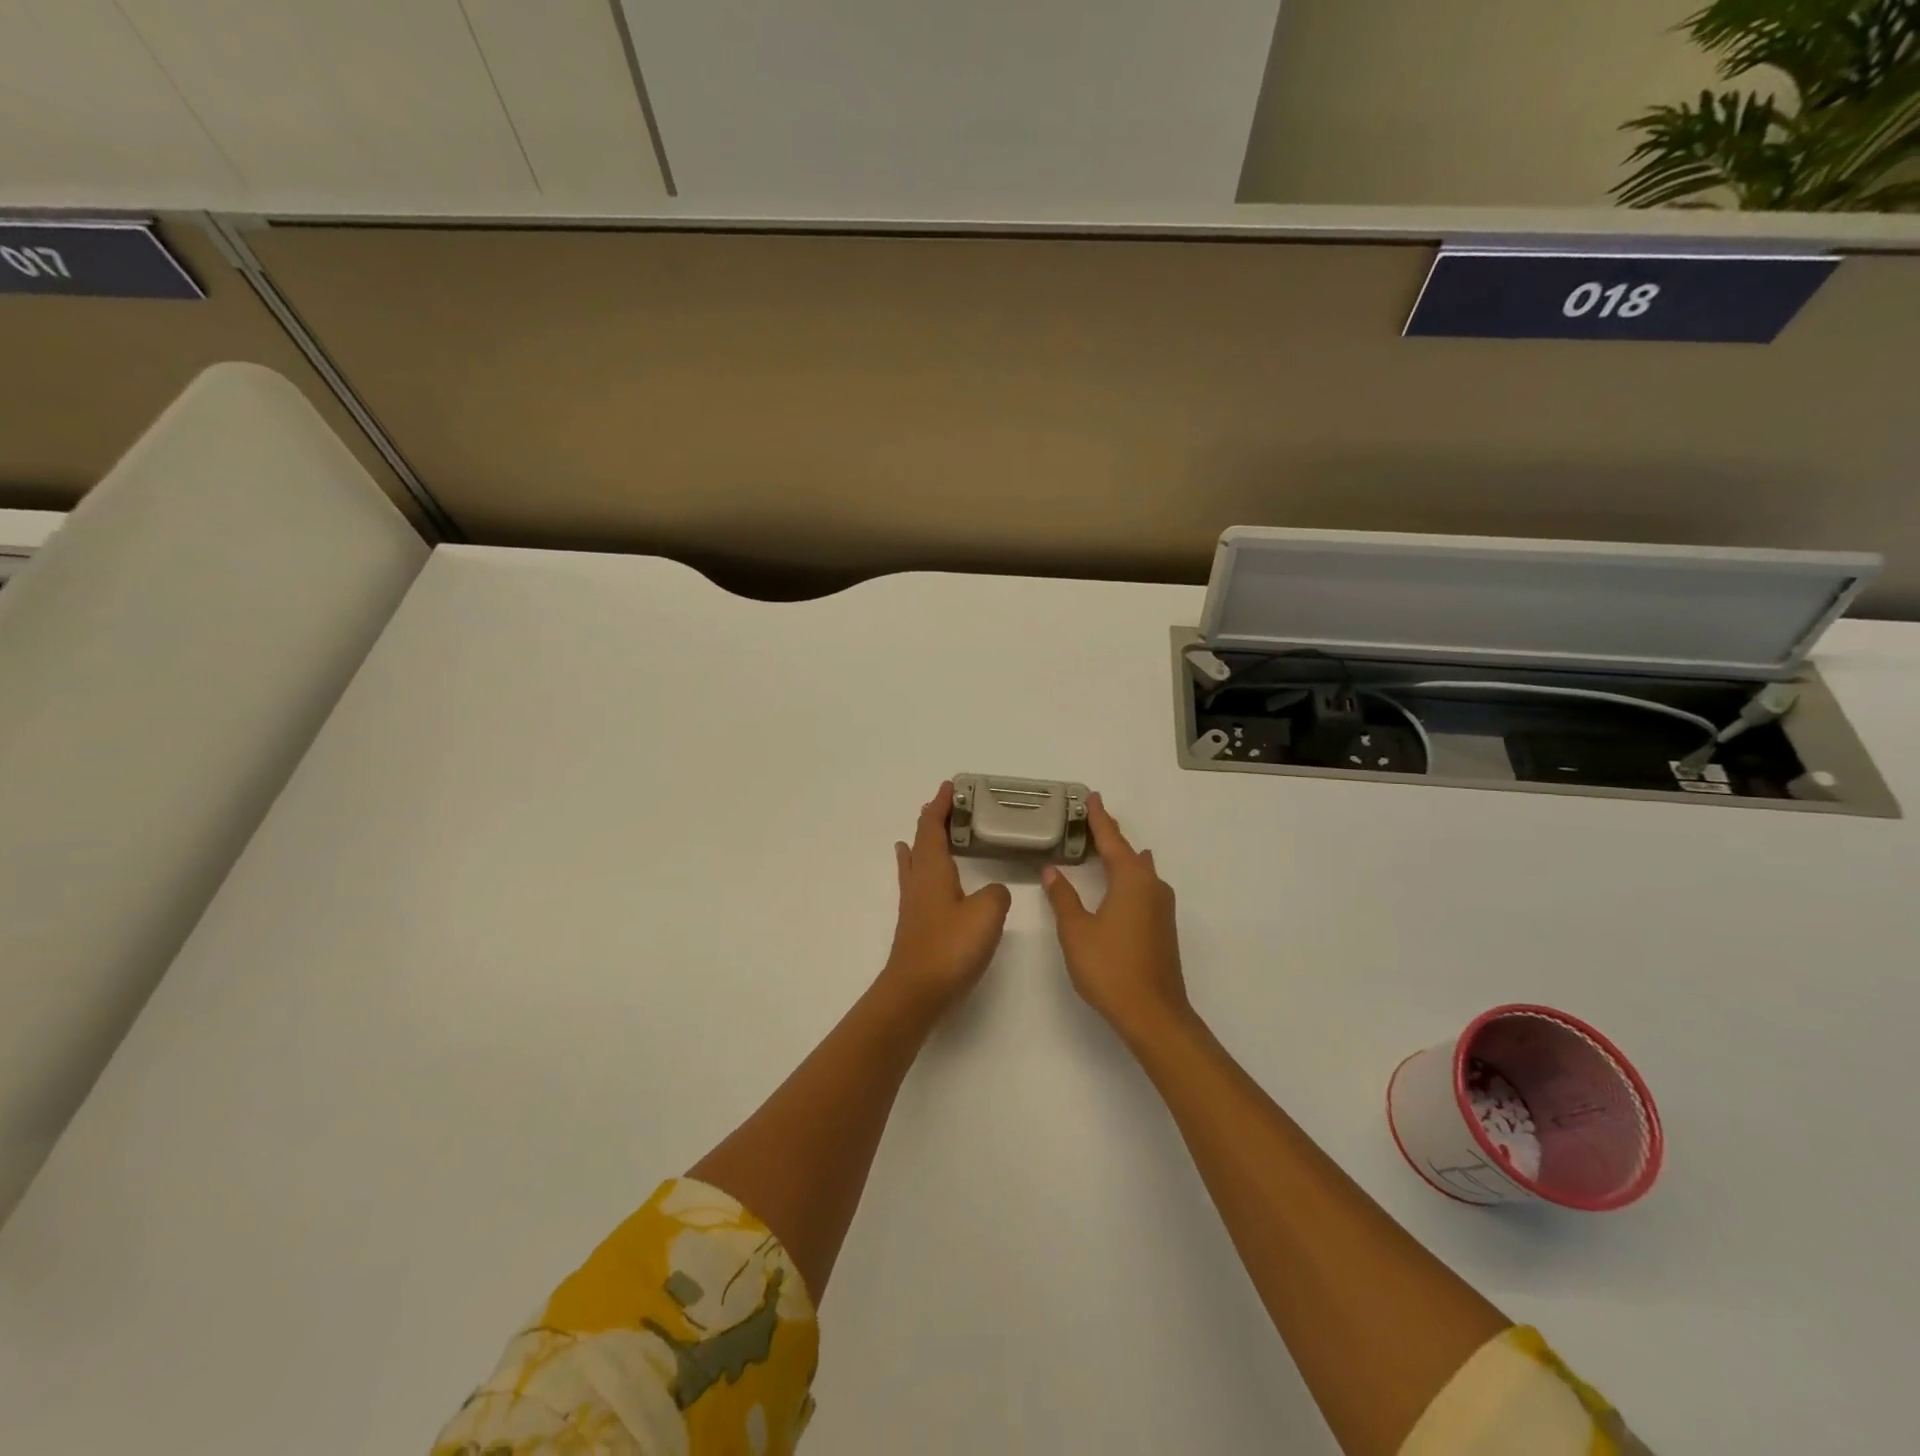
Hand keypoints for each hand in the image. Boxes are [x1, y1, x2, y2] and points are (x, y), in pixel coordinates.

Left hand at [880, 782, 1012, 1016]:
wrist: (916, 993)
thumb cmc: (949, 948)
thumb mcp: (986, 914)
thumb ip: (996, 895)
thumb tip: (994, 891)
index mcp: (933, 871)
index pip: (932, 828)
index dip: (940, 807)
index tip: (949, 788)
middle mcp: (919, 882)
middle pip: (921, 842)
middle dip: (932, 821)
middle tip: (947, 807)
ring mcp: (914, 905)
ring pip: (916, 862)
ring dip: (923, 844)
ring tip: (924, 833)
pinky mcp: (917, 926)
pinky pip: (918, 883)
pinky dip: (921, 869)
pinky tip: (925, 880)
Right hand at [1041, 794, 1191, 1046]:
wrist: (1153, 1014)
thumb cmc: (1110, 968)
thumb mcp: (1076, 931)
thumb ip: (1063, 897)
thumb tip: (1053, 870)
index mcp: (1132, 880)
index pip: (1112, 840)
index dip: (1099, 819)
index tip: (1091, 797)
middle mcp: (1152, 886)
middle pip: (1129, 852)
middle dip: (1110, 837)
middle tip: (1090, 821)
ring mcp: (1162, 908)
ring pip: (1140, 871)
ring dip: (1121, 858)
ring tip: (1101, 849)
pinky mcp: (1163, 927)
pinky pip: (1143, 888)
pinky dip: (1127, 877)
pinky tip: (1117, 884)